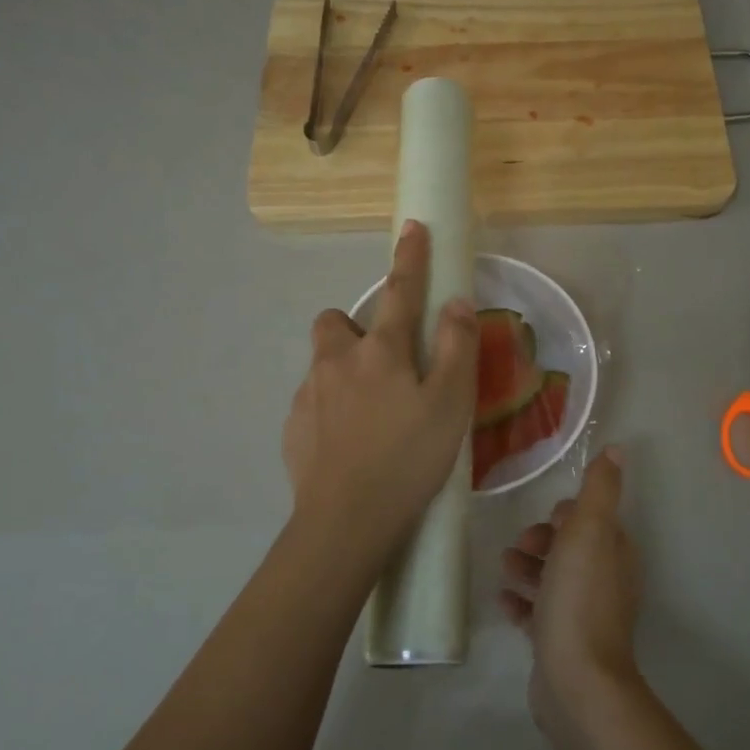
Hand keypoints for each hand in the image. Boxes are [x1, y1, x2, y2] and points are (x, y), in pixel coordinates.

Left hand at [281, 221, 477, 573]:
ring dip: (343, 372)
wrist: (345, 522)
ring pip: (323, 364)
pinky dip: (330, 409)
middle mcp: (337, 362)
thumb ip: (457, 348)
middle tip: (384, 364)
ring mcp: (308, 395)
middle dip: (355, 328)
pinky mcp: (292, 428)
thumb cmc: (408, 459)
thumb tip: (455, 303)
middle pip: (335, 322)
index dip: (411, 258)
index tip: (413, 227)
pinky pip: (312, 402)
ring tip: (372, 414)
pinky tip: (350, 444)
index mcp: (381, 352)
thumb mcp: (451, 405)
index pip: (401, 291)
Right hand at [497, 449, 642, 727]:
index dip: (566, 516)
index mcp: (614, 553)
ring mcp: (584, 615)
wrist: (577, 681)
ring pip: (553, 580)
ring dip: (527, 569)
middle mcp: (604, 581)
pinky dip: (521, 604)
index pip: (592, 521)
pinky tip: (504, 602)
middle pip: (569, 549)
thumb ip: (600, 490)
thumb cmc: (579, 598)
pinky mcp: (562, 643)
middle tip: (518, 547)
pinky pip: (538, 614)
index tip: (546, 519)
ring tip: (505, 571)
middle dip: (541, 541)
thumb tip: (617, 449)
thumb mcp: (589, 532)